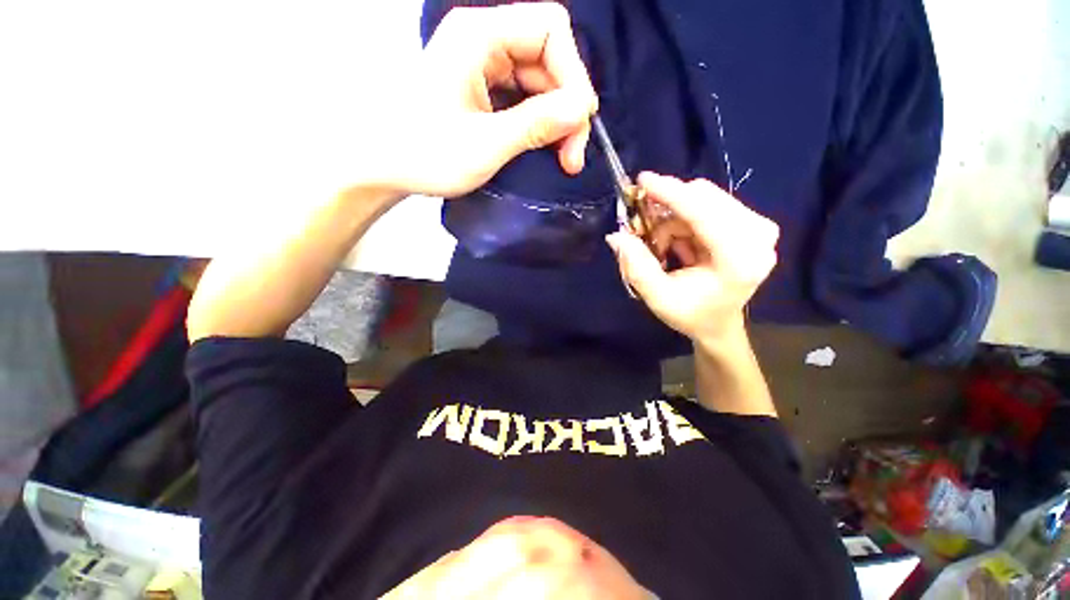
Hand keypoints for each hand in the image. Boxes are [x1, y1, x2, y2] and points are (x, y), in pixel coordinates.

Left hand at [366, 3, 597, 197]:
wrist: (381, 165)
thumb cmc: (424, 154)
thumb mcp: (485, 144)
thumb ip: (535, 124)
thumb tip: (583, 109)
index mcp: (479, 37)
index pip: (551, 30)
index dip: (574, 74)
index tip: (579, 123)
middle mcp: (484, 41)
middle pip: (549, 59)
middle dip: (567, 108)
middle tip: (573, 157)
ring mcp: (483, 66)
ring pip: (541, 83)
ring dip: (557, 121)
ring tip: (563, 159)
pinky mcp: (483, 90)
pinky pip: (525, 98)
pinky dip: (540, 124)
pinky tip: (544, 148)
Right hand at [607, 173, 779, 345]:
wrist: (718, 323)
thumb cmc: (690, 314)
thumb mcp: (658, 296)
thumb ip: (636, 266)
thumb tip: (615, 235)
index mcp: (740, 260)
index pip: (704, 212)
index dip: (671, 193)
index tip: (642, 180)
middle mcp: (758, 236)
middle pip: (705, 198)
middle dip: (667, 209)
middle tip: (642, 228)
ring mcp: (759, 227)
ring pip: (704, 200)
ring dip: (673, 219)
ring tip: (662, 247)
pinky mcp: (752, 223)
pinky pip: (709, 205)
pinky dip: (684, 220)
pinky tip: (678, 243)